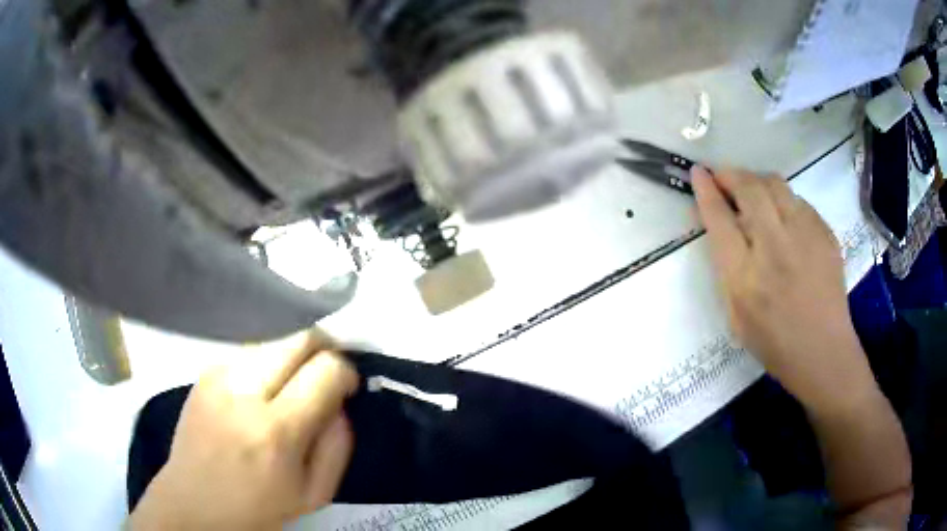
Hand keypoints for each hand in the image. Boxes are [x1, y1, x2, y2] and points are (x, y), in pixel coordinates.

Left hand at [130, 331, 358, 530]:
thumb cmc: (258, 507)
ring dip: (293, 358)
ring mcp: (219, 374)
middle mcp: (244, 390)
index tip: (346, 388)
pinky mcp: (205, 371)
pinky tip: (261, 393)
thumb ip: (337, 446)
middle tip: (327, 375)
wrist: (194, 501)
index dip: (345, 372)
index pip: (325, 369)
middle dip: (324, 350)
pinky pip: (250, 352)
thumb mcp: (314, 494)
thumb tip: (339, 402)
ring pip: (275, 339)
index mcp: (275, 431)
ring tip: (291, 389)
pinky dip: (268, 365)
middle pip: (300, 338)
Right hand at [692, 166, 876, 410]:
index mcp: (746, 277)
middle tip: (723, 177)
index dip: (706, 190)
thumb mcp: (736, 315)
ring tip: (752, 191)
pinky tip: (783, 217)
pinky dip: (783, 200)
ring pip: (775, 185)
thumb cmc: (774, 342)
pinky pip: (798, 201)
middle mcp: (775, 248)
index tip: (698, 173)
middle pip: (749, 189)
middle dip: (730, 175)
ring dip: (757, 181)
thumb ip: (725, 268)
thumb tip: (718, 223)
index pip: (720, 219)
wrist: (823, 351)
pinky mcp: (825, 234)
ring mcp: (805, 237)